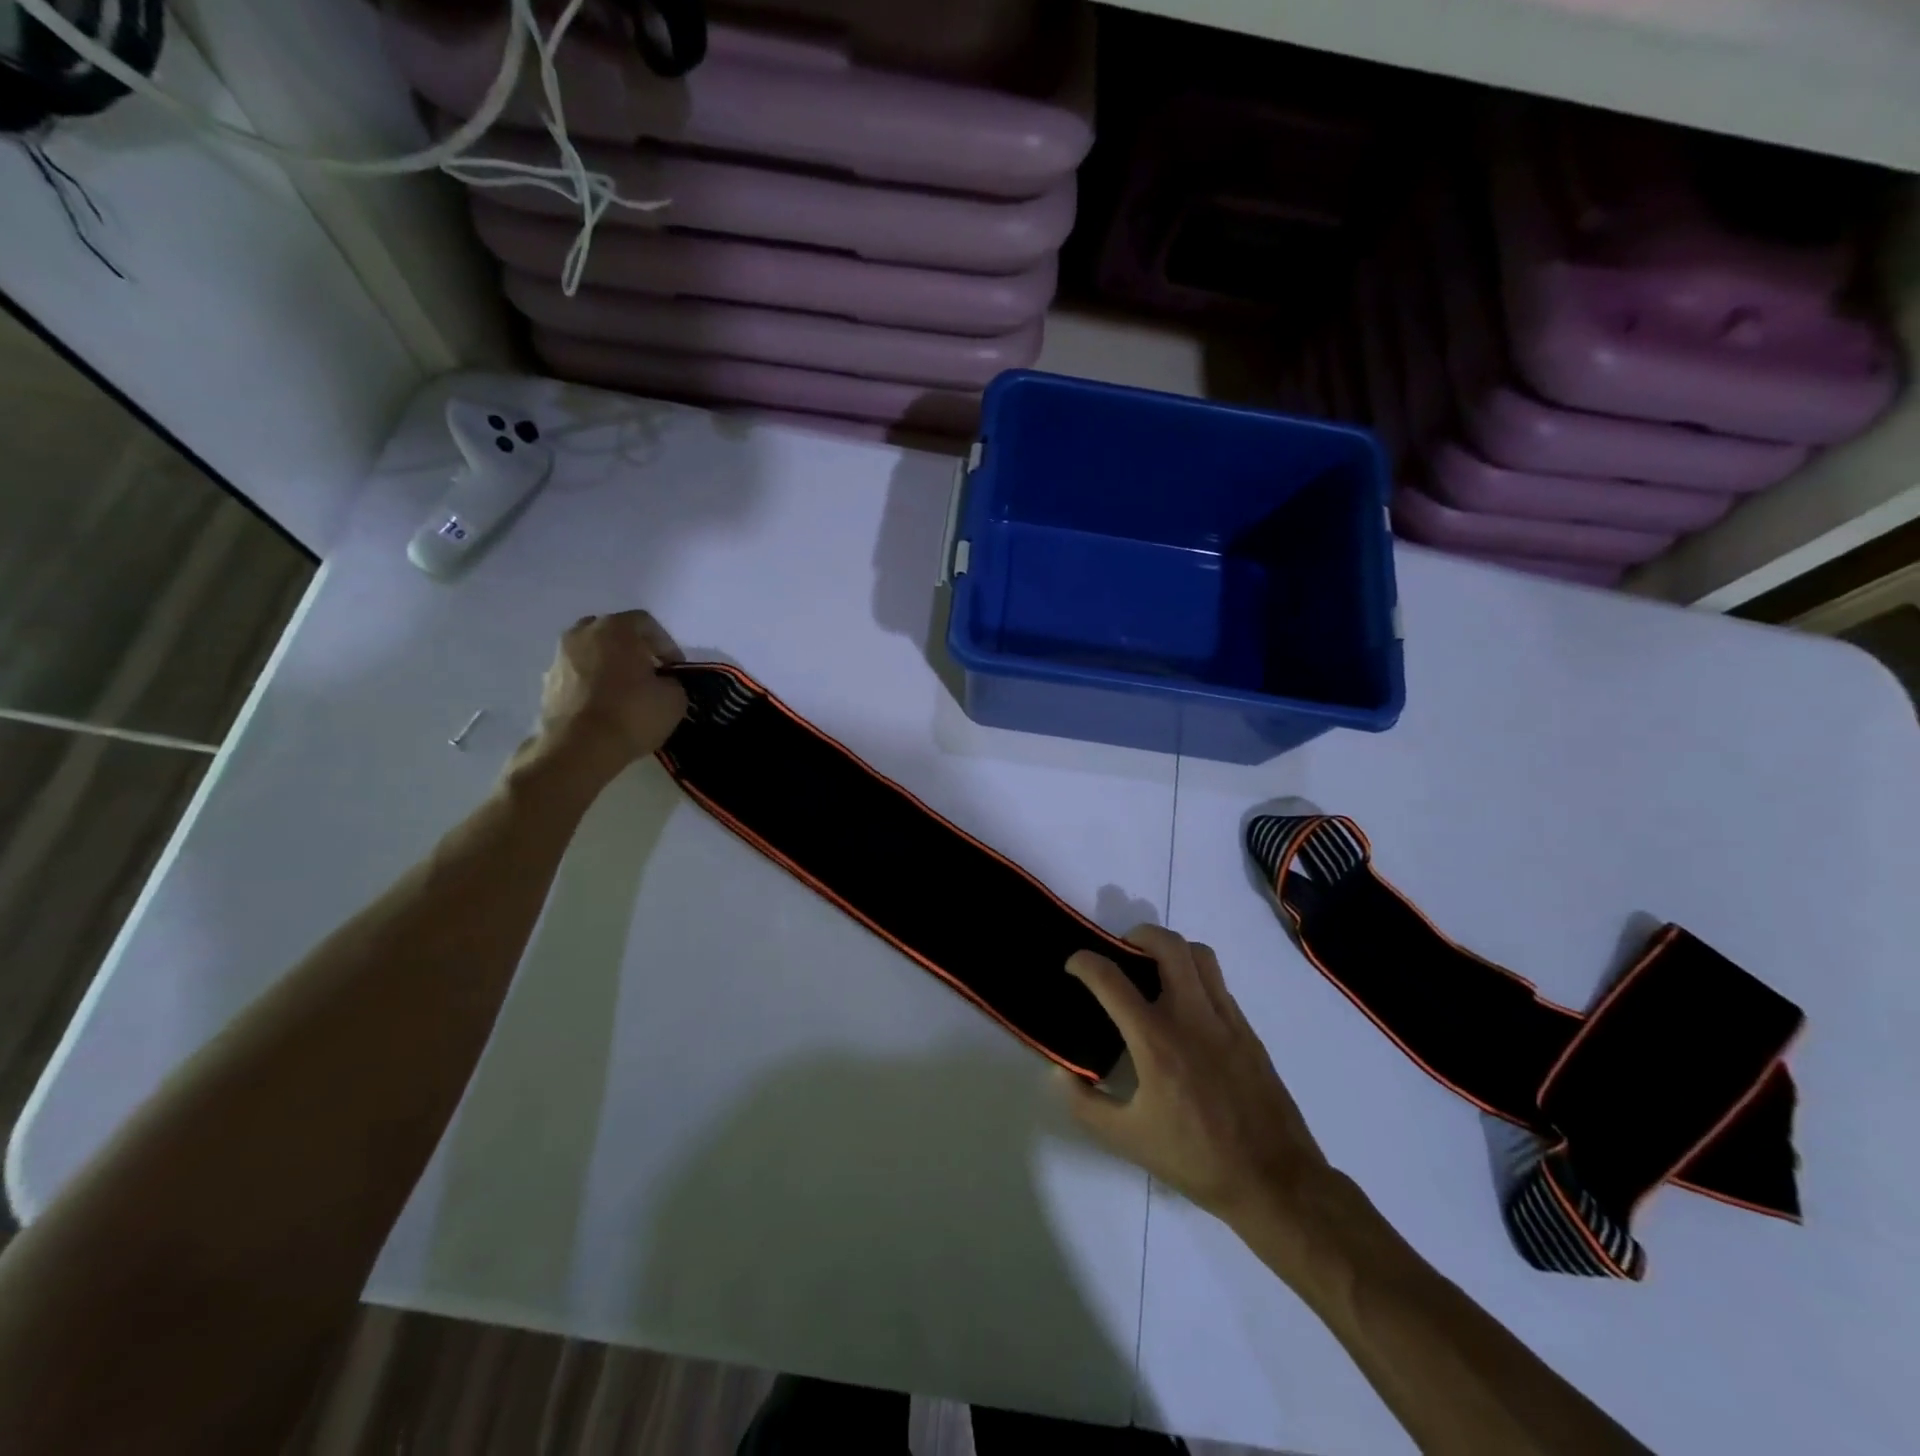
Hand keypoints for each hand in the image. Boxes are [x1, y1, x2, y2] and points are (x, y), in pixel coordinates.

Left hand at [532, 611, 688, 773]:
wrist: (578, 749)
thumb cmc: (631, 714)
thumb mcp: (674, 698)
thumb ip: (672, 681)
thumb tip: (663, 682)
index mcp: (615, 628)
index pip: (646, 623)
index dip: (667, 645)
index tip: (676, 670)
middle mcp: (582, 633)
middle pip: (615, 633)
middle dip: (634, 650)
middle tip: (651, 674)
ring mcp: (559, 657)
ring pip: (593, 653)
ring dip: (611, 666)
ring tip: (627, 693)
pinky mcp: (547, 683)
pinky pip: (578, 675)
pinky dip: (593, 684)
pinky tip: (606, 707)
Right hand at [1059, 926, 1334, 1241]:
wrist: (1275, 1181)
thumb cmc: (1195, 1159)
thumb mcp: (1126, 1140)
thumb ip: (1084, 1104)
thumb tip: (1059, 1072)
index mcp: (1155, 1040)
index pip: (1111, 980)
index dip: (1084, 962)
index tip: (1074, 964)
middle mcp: (1191, 1016)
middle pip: (1167, 945)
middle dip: (1138, 935)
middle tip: (1121, 953)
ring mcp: (1225, 1019)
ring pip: (1199, 955)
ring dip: (1171, 949)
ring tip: (1154, 969)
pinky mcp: (1247, 1030)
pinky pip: (1218, 982)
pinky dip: (1195, 975)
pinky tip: (1185, 1006)